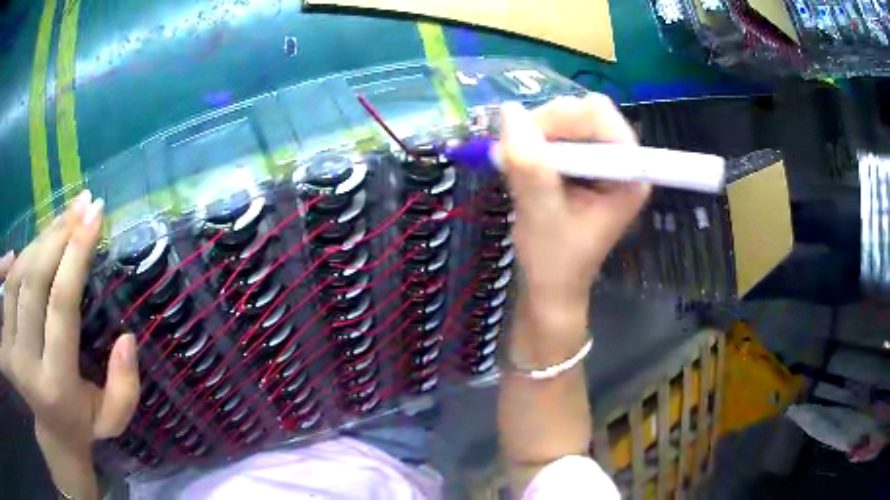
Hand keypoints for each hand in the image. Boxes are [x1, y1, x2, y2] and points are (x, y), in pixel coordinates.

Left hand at [0, 191, 139, 486]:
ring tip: (62, 220)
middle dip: (58, 235)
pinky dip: (21, 255)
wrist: (50, 437)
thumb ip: (125, 388)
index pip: (62, 305)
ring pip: (18, 276)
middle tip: (82, 206)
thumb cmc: (80, 424)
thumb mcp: (111, 420)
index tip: (96, 215)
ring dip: (40, 240)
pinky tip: (36, 243)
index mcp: (56, 386)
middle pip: (35, 281)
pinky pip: (8, 283)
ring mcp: (11, 348)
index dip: (76, 253)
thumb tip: (127, 337)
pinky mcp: (5, 336)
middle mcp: (26, 364)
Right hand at [499, 95, 649, 355]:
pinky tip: (523, 164)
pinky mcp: (584, 161)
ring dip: (536, 134)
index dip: (563, 120)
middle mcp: (621, 159)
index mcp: (628, 174)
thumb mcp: (540, 214)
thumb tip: (509, 111)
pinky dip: (534, 141)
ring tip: (518, 165)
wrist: (551, 284)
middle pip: (583, 112)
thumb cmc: (554, 261)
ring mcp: (602, 158)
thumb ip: (529, 165)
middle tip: (517, 154)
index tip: (527, 142)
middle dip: (546, 127)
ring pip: (567, 118)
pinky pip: (557, 132)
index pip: (601, 116)